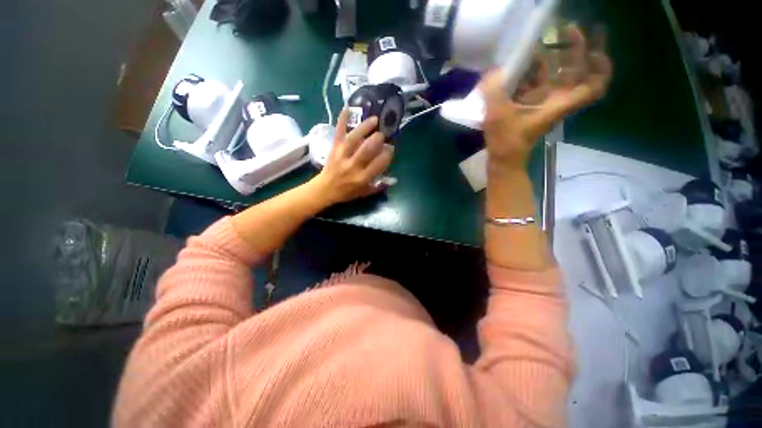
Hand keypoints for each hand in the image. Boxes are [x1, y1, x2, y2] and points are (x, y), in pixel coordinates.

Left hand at [312, 110, 394, 204]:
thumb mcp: (364, 193)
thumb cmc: (347, 192)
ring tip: (374, 119)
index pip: (379, 164)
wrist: (325, 189)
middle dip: (377, 140)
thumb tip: (393, 179)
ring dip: (365, 127)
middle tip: (382, 134)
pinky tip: (347, 108)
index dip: (387, 154)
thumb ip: (379, 186)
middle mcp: (353, 166)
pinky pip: (338, 133)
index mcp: (362, 178)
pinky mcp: (334, 148)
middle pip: (367, 149)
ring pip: (354, 139)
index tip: (391, 148)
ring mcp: (342, 155)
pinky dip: (342, 120)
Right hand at [481, 25, 611, 169]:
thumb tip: (493, 71)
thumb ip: (494, 92)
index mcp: (558, 103)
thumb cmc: (506, 141)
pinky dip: (534, 73)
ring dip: (553, 58)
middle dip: (576, 49)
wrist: (504, 159)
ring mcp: (544, 104)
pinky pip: (540, 84)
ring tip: (542, 41)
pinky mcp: (532, 108)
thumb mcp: (498, 116)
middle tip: (566, 28)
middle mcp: (556, 101)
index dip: (601, 66)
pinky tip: (521, 65)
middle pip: (577, 72)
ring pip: (557, 76)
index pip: (594, 86)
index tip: (595, 49)